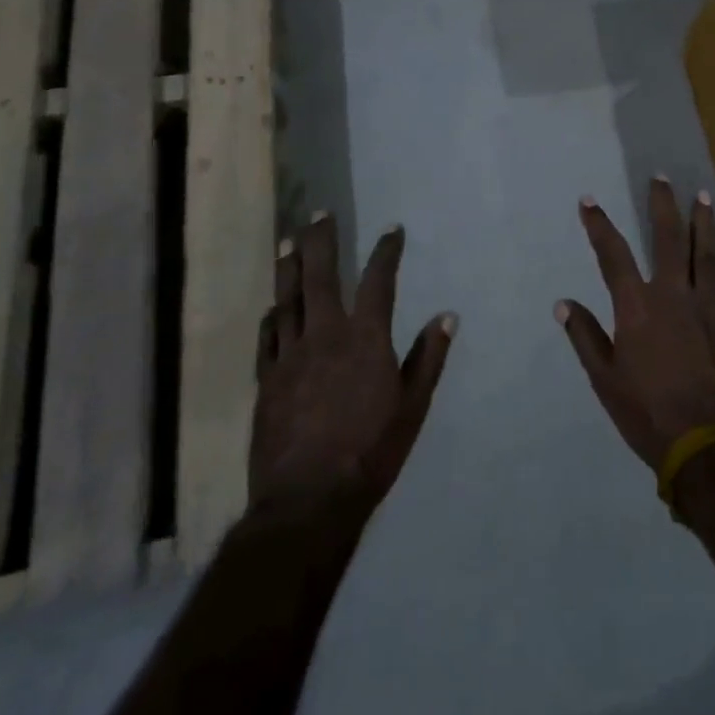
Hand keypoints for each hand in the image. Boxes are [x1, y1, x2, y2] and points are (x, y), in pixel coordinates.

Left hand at [252, 214, 455, 515]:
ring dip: (289, 268)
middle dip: (321, 241)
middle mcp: (325, 335)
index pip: (378, 281)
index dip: (386, 251)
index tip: (392, 229)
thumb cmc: (371, 451)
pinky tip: (272, 307)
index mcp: (365, 338)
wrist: (308, 500)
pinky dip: (271, 317)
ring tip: (288, 242)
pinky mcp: (267, 381)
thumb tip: (447, 316)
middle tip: (320, 214)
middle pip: (320, 277)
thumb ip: (429, 358)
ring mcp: (290, 356)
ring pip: (287, 300)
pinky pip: (267, 338)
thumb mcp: (412, 406)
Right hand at [556, 180, 714, 469]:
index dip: (599, 225)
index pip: (613, 255)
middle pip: (669, 240)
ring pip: (708, 255)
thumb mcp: (605, 380)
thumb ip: (586, 337)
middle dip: (663, 206)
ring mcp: (709, 308)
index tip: (589, 201)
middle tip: (662, 177)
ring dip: (705, 223)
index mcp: (637, 307)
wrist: (705, 444)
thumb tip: (563, 303)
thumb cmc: (647, 413)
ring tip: (704, 196)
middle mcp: (674, 295)